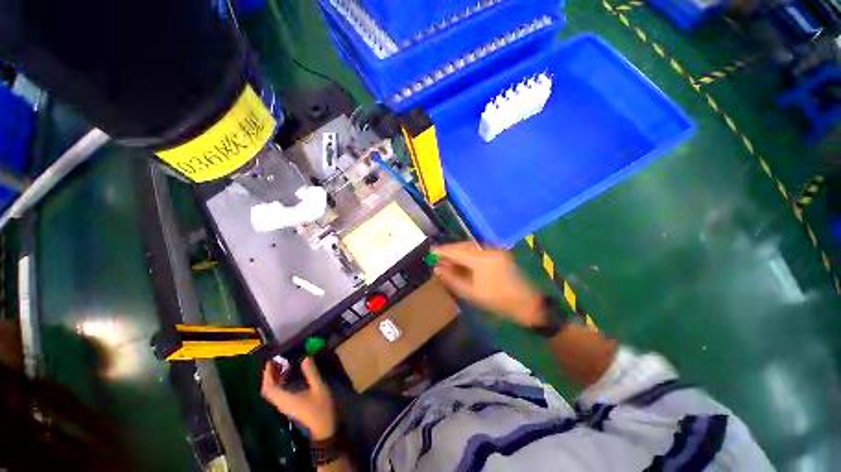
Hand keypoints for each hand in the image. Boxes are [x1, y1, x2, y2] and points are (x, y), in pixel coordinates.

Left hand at [261, 358, 336, 439]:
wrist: (324, 426)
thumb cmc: (321, 407)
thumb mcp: (319, 387)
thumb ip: (311, 372)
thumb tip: (305, 357)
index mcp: (285, 399)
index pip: (269, 388)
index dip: (267, 374)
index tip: (271, 361)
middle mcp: (281, 403)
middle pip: (269, 390)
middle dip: (270, 375)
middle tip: (277, 361)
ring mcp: (285, 406)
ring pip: (273, 392)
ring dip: (275, 378)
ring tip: (284, 364)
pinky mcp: (289, 406)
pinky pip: (279, 393)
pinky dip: (281, 383)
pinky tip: (291, 375)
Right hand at [432, 243, 545, 326]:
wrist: (525, 302)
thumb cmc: (496, 301)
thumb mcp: (470, 292)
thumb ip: (451, 279)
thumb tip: (437, 268)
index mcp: (481, 260)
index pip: (457, 252)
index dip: (443, 251)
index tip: (431, 251)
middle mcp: (488, 250)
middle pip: (463, 245)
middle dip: (450, 249)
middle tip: (437, 255)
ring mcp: (495, 249)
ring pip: (471, 246)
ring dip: (458, 250)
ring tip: (447, 257)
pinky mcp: (499, 252)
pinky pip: (478, 249)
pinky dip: (468, 252)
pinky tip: (461, 258)